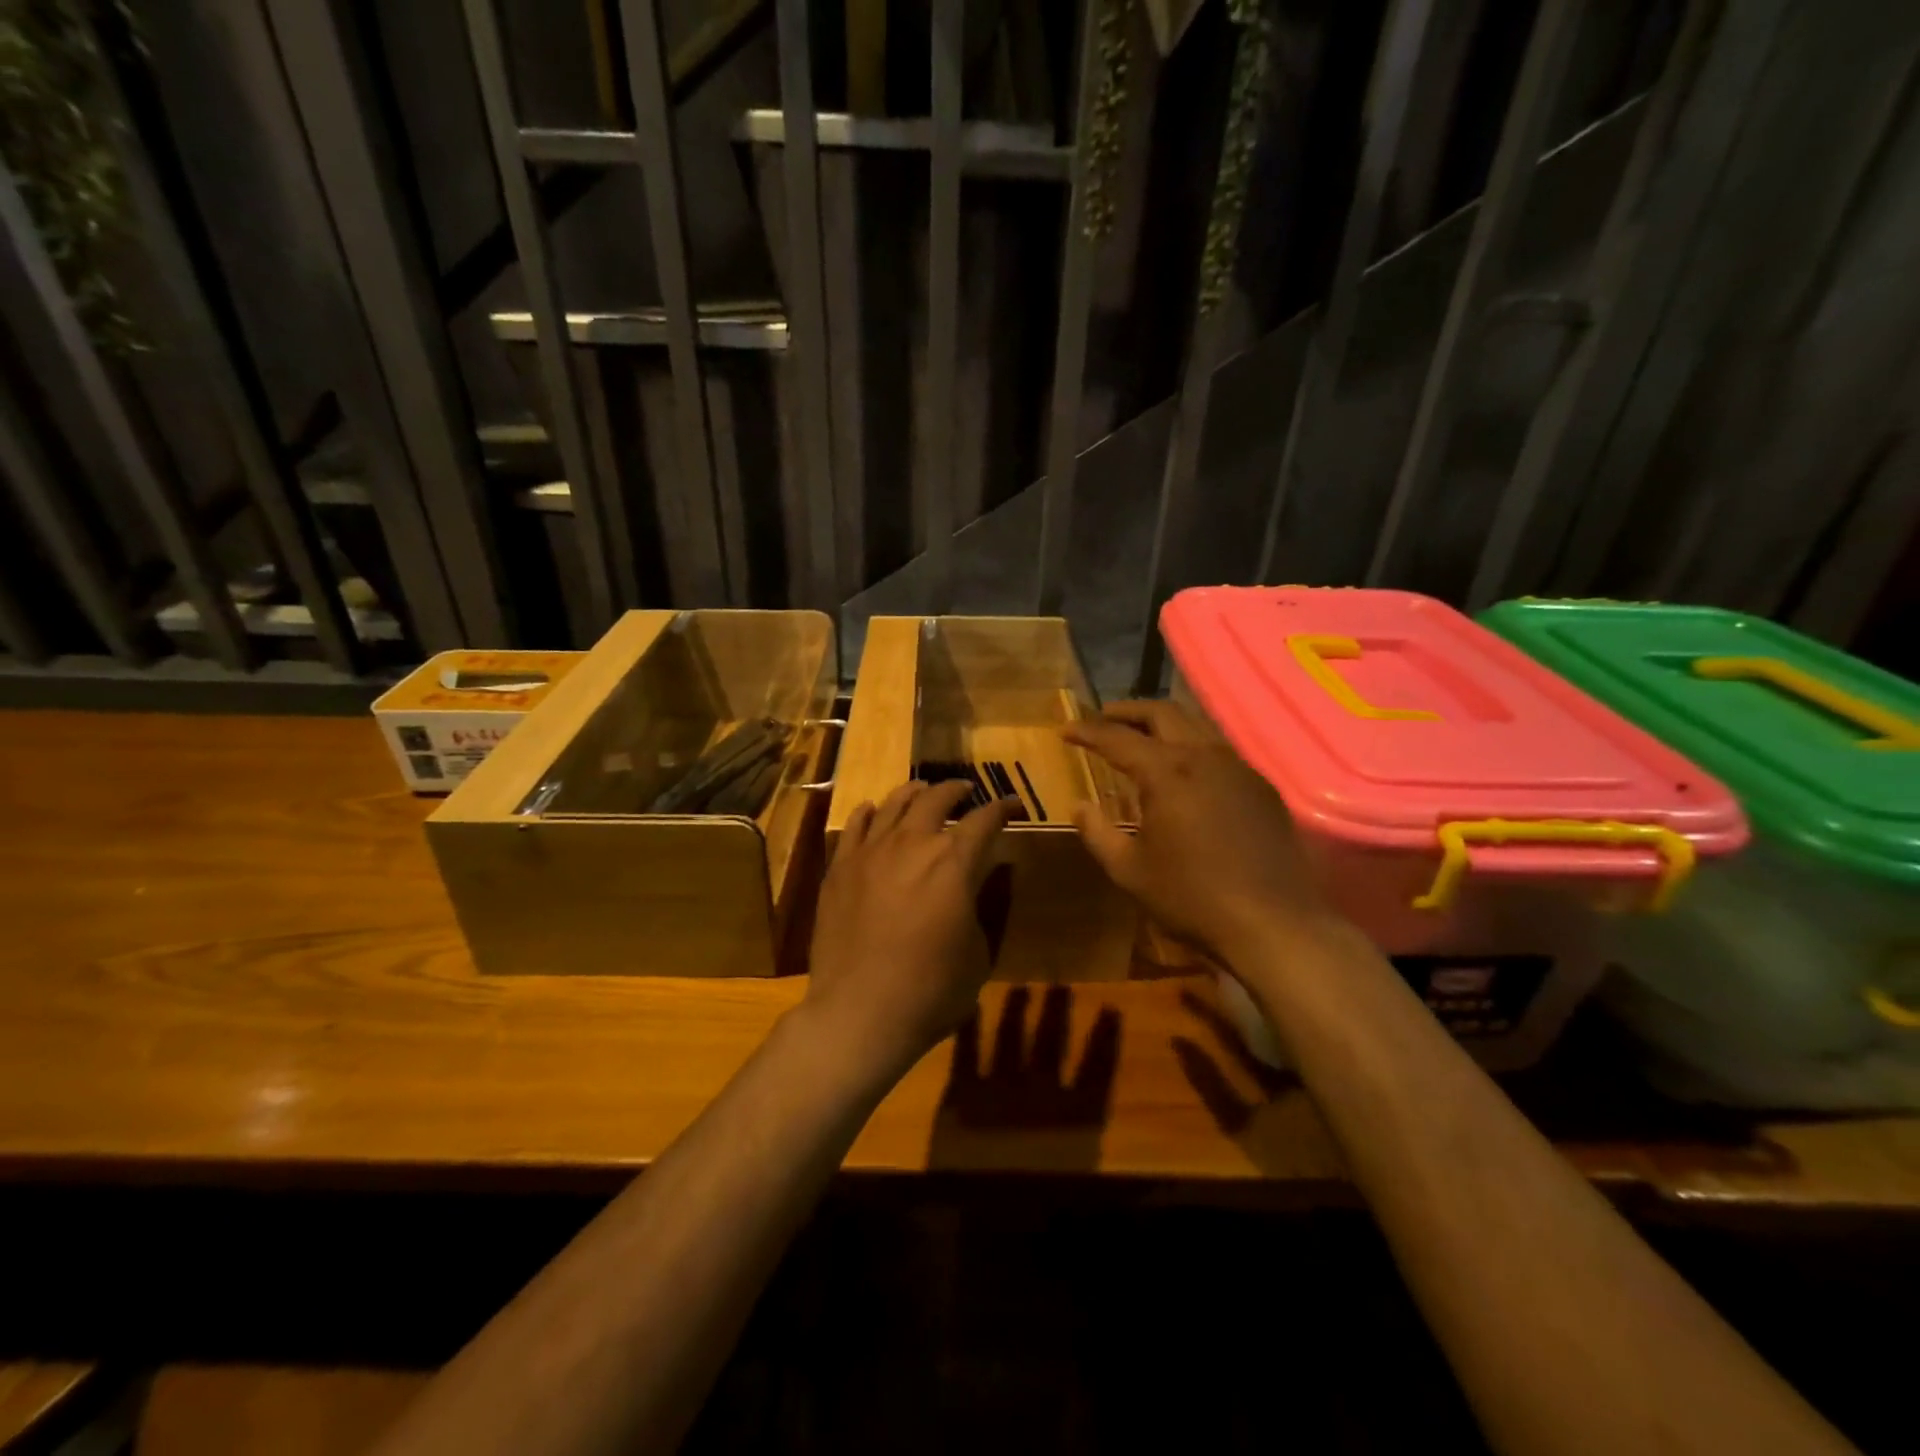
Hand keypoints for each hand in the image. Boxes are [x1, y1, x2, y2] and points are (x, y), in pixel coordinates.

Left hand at [801, 780, 1017, 1080]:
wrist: (859, 1013)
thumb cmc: (930, 991)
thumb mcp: (977, 952)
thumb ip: (981, 905)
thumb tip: (980, 879)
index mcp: (954, 862)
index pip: (984, 820)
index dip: (1002, 807)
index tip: (1012, 804)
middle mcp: (913, 844)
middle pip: (936, 799)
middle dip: (957, 790)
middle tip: (967, 790)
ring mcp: (871, 852)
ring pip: (894, 804)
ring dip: (914, 792)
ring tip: (922, 790)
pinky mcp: (840, 868)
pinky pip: (855, 826)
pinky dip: (869, 812)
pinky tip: (873, 810)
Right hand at [1063, 701, 1332, 966]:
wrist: (1273, 923)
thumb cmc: (1191, 897)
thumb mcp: (1129, 871)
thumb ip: (1098, 833)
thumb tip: (1079, 806)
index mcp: (1167, 772)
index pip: (1117, 738)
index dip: (1087, 732)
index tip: (1066, 731)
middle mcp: (1204, 756)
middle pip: (1162, 713)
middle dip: (1127, 711)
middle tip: (1103, 717)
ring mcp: (1239, 768)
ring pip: (1196, 725)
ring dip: (1163, 723)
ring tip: (1142, 737)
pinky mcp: (1262, 786)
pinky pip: (1220, 750)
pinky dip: (1192, 746)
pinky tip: (1185, 771)